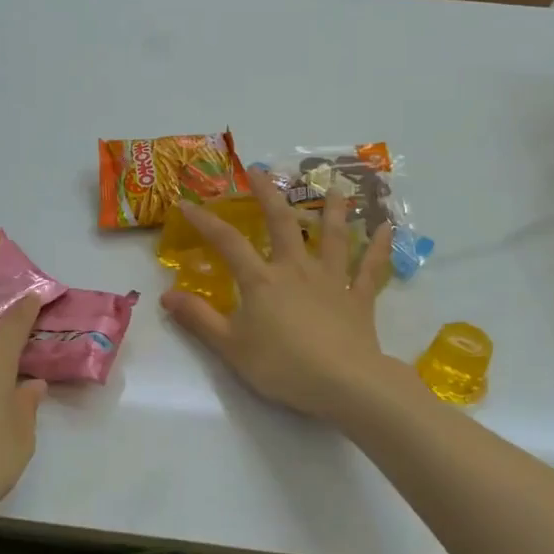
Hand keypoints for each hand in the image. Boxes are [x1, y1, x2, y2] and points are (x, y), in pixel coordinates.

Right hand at [160, 173, 397, 418]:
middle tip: (260, 170)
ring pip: (332, 236)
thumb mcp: (231, 347)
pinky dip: (379, 247)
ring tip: (335, 187)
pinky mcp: (359, 298)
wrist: (344, 383)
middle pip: (282, 223)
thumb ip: (199, 319)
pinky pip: (370, 267)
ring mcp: (331, 280)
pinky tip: (387, 227)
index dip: (205, 221)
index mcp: (261, 280)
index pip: (227, 242)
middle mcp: (296, 269)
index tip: (187, 203)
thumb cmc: (282, 366)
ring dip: (333, 210)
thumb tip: (166, 295)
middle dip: (268, 194)